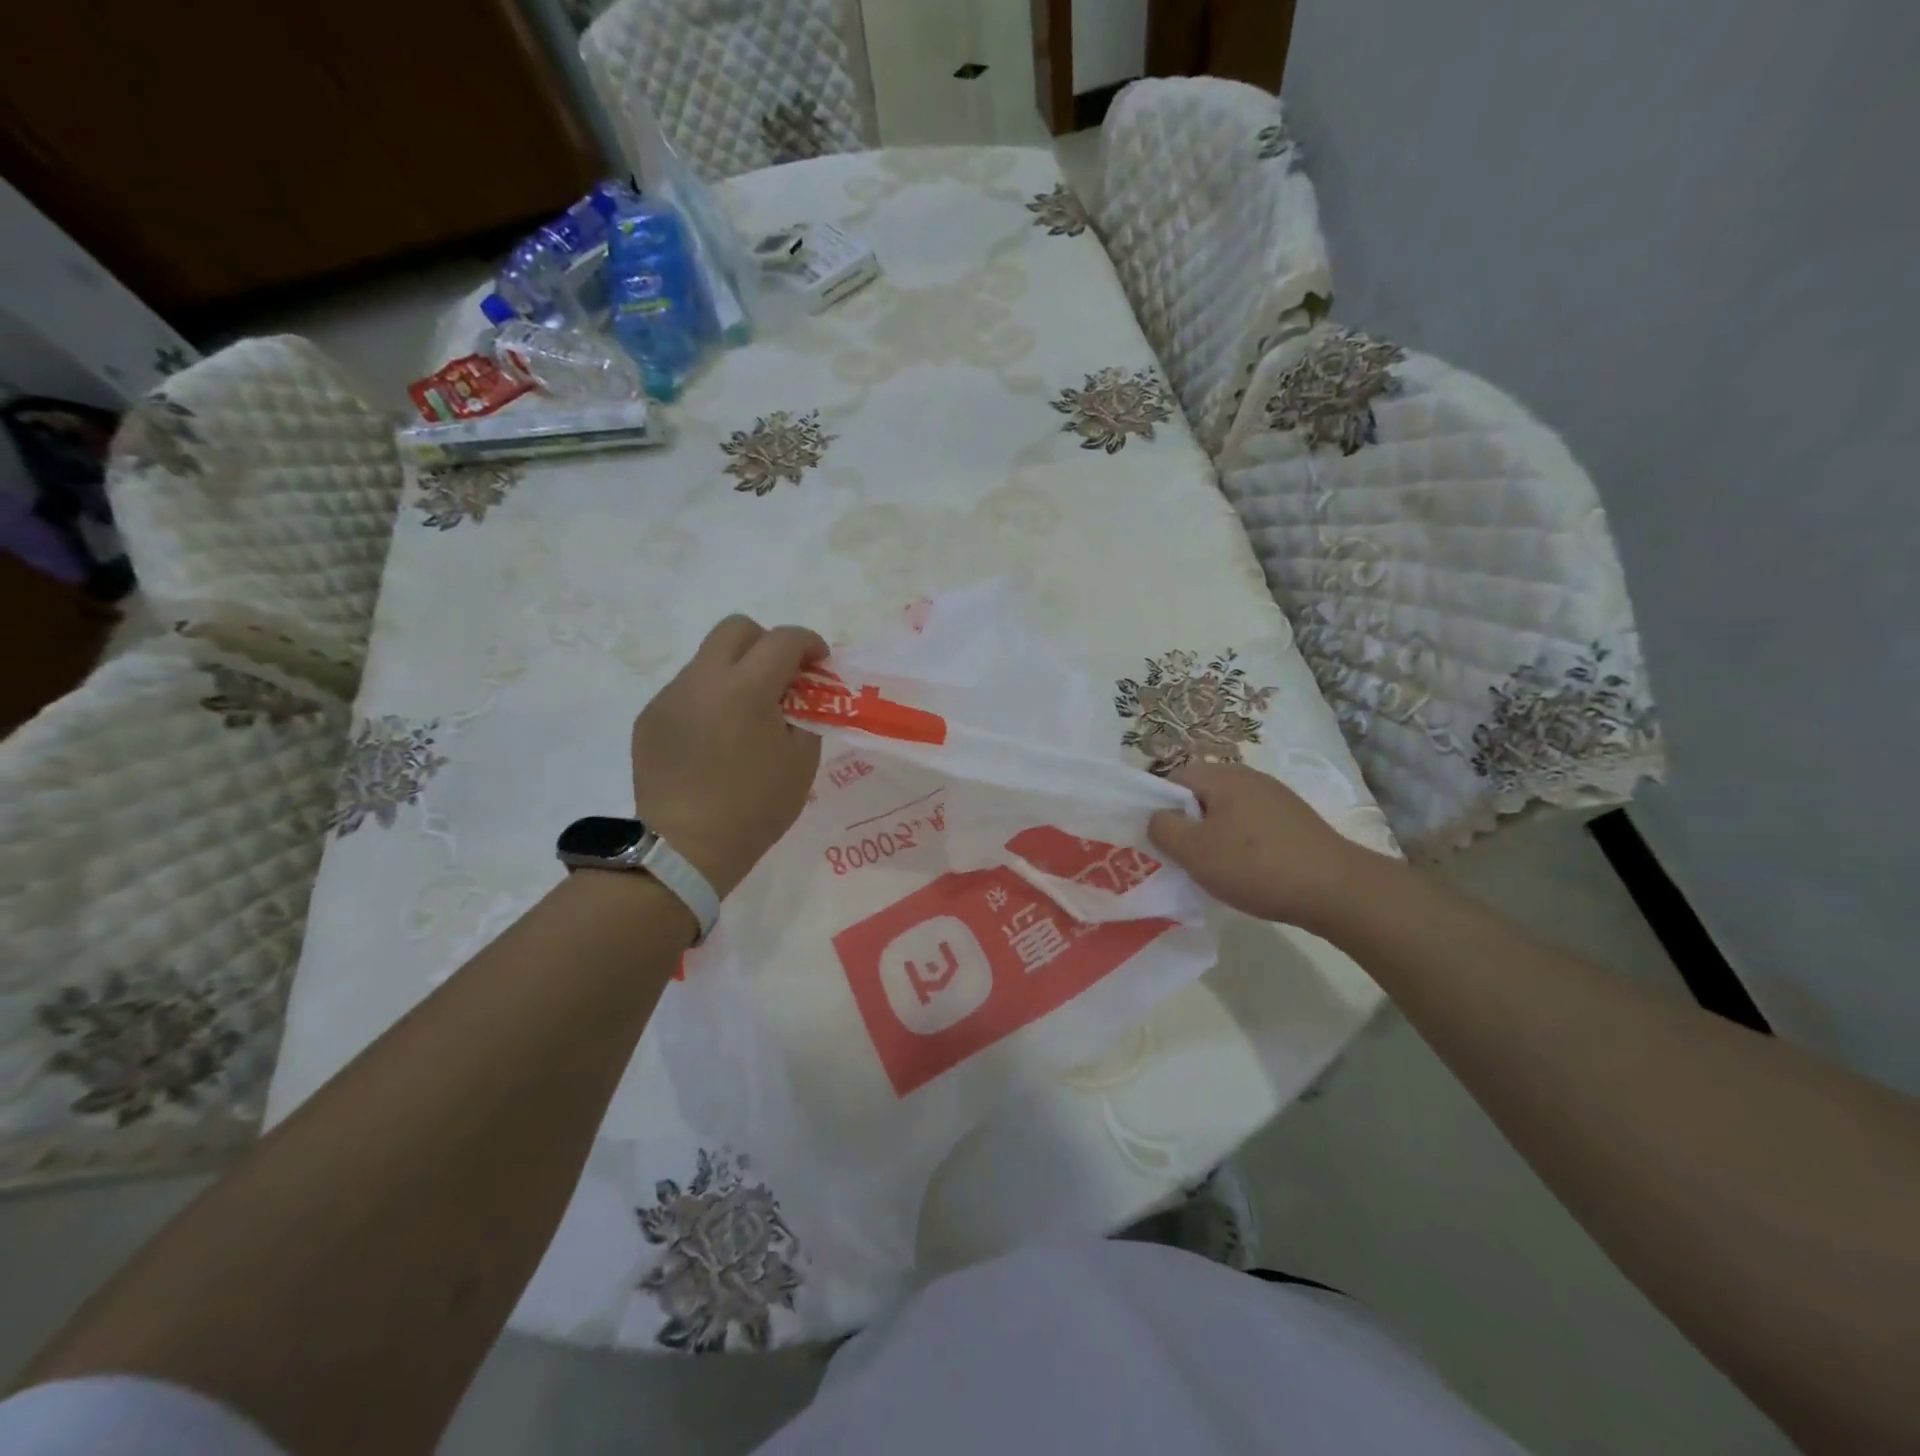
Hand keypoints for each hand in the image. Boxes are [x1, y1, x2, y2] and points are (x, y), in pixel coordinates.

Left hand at [631, 614, 826, 897]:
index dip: (809, 643)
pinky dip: (710, 700)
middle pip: (737, 628)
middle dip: (767, 643)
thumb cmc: (755, 807)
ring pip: (708, 659)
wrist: (685, 849)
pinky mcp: (650, 718)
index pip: (783, 640)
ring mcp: (670, 697)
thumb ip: (805, 714)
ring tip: (747, 715)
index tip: (820, 664)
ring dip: (736, 672)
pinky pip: (687, 691)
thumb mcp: (801, 761)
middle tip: (782, 677)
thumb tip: (796, 696)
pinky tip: (716, 739)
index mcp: (746, 689)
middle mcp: (702, 680)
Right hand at [1147, 761, 1399, 936]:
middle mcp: (1250, 778)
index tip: (1160, 840)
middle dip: (1188, 826)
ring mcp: (1276, 799)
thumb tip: (1157, 817)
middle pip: (1202, 796)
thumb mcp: (1194, 851)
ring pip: (1227, 814)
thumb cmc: (1255, 865)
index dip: (1159, 807)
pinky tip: (1246, 874)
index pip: (1174, 779)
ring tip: (1213, 871)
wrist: (1336, 890)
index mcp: (1223, 776)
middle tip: (1182, 858)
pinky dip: (1241, 847)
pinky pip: (1252, 828)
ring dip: (1214, 839)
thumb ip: (1163, 829)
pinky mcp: (1294, 822)